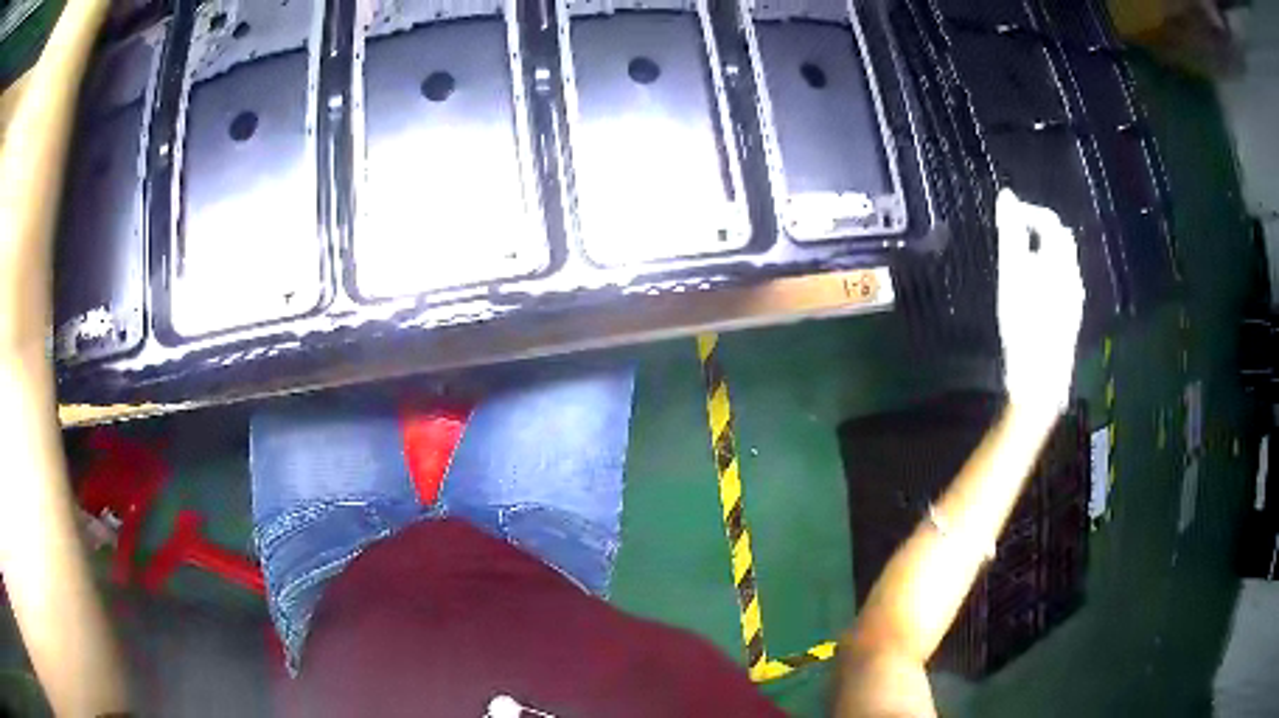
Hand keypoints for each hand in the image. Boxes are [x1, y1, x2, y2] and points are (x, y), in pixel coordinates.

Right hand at [995, 188, 1084, 416]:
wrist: (1040, 379)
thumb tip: (1007, 196)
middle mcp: (1073, 275)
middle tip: (1013, 241)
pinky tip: (1032, 294)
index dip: (1029, 213)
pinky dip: (1047, 275)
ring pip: (1062, 263)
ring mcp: (1074, 298)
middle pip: (1060, 240)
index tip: (1006, 220)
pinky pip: (1062, 283)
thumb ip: (1010, 233)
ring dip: (1042, 254)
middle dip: (1038, 232)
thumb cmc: (1024, 324)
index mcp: (1060, 261)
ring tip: (1018, 267)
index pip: (1049, 221)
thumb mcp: (1012, 274)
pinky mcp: (1071, 317)